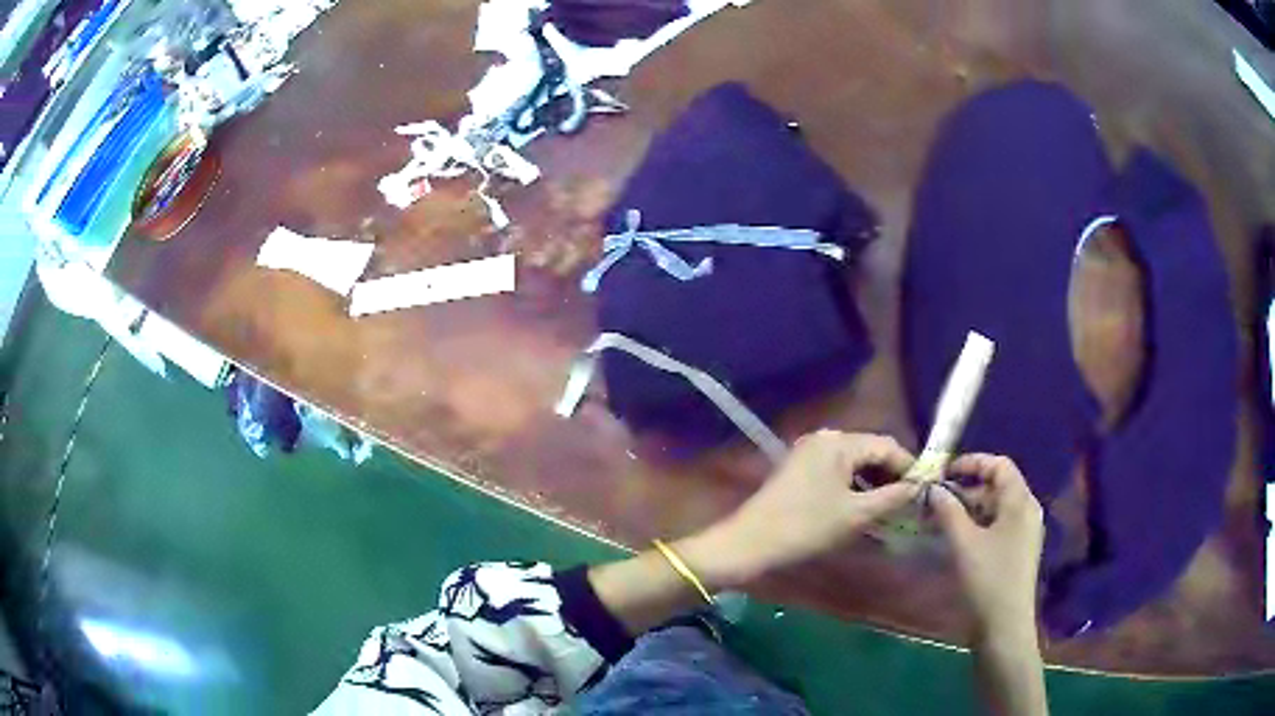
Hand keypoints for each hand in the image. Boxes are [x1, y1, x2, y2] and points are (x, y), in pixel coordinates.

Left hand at [685, 431, 918, 585]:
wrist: (751, 543)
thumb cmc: (807, 527)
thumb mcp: (857, 514)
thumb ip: (893, 497)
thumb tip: (918, 487)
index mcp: (839, 442)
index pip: (887, 445)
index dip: (909, 466)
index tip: (925, 490)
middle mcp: (825, 438)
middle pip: (870, 450)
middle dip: (891, 474)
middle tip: (910, 501)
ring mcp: (809, 451)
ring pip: (854, 461)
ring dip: (873, 480)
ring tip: (890, 506)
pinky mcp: (800, 467)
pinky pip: (837, 469)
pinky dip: (854, 484)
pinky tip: (864, 504)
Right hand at [930, 453, 1043, 634]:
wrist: (1005, 625)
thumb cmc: (987, 579)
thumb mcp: (963, 543)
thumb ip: (948, 510)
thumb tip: (933, 488)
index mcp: (1020, 501)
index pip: (999, 465)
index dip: (972, 463)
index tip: (944, 472)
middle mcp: (1027, 510)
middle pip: (998, 485)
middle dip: (967, 488)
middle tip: (937, 500)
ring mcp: (1026, 531)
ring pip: (997, 507)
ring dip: (970, 508)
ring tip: (941, 520)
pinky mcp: (1019, 549)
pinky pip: (999, 524)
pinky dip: (978, 523)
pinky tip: (958, 538)